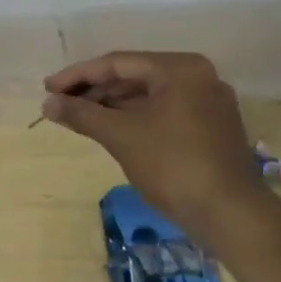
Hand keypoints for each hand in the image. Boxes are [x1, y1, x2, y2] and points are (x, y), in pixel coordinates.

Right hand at [43, 51, 268, 228]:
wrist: (233, 218)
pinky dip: (136, 118)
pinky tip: (111, 129)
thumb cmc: (174, 165)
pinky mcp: (212, 128)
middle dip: (95, 91)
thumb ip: (81, 114)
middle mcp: (198, 76)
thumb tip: (47, 104)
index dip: (78, 76)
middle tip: (61, 104)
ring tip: (79, 117)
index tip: (49, 89)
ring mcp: (209, 103)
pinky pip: (164, 112)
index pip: (118, 63)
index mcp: (180, 68)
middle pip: (134, 77)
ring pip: (149, 96)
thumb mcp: (121, 136)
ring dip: (113, 105)